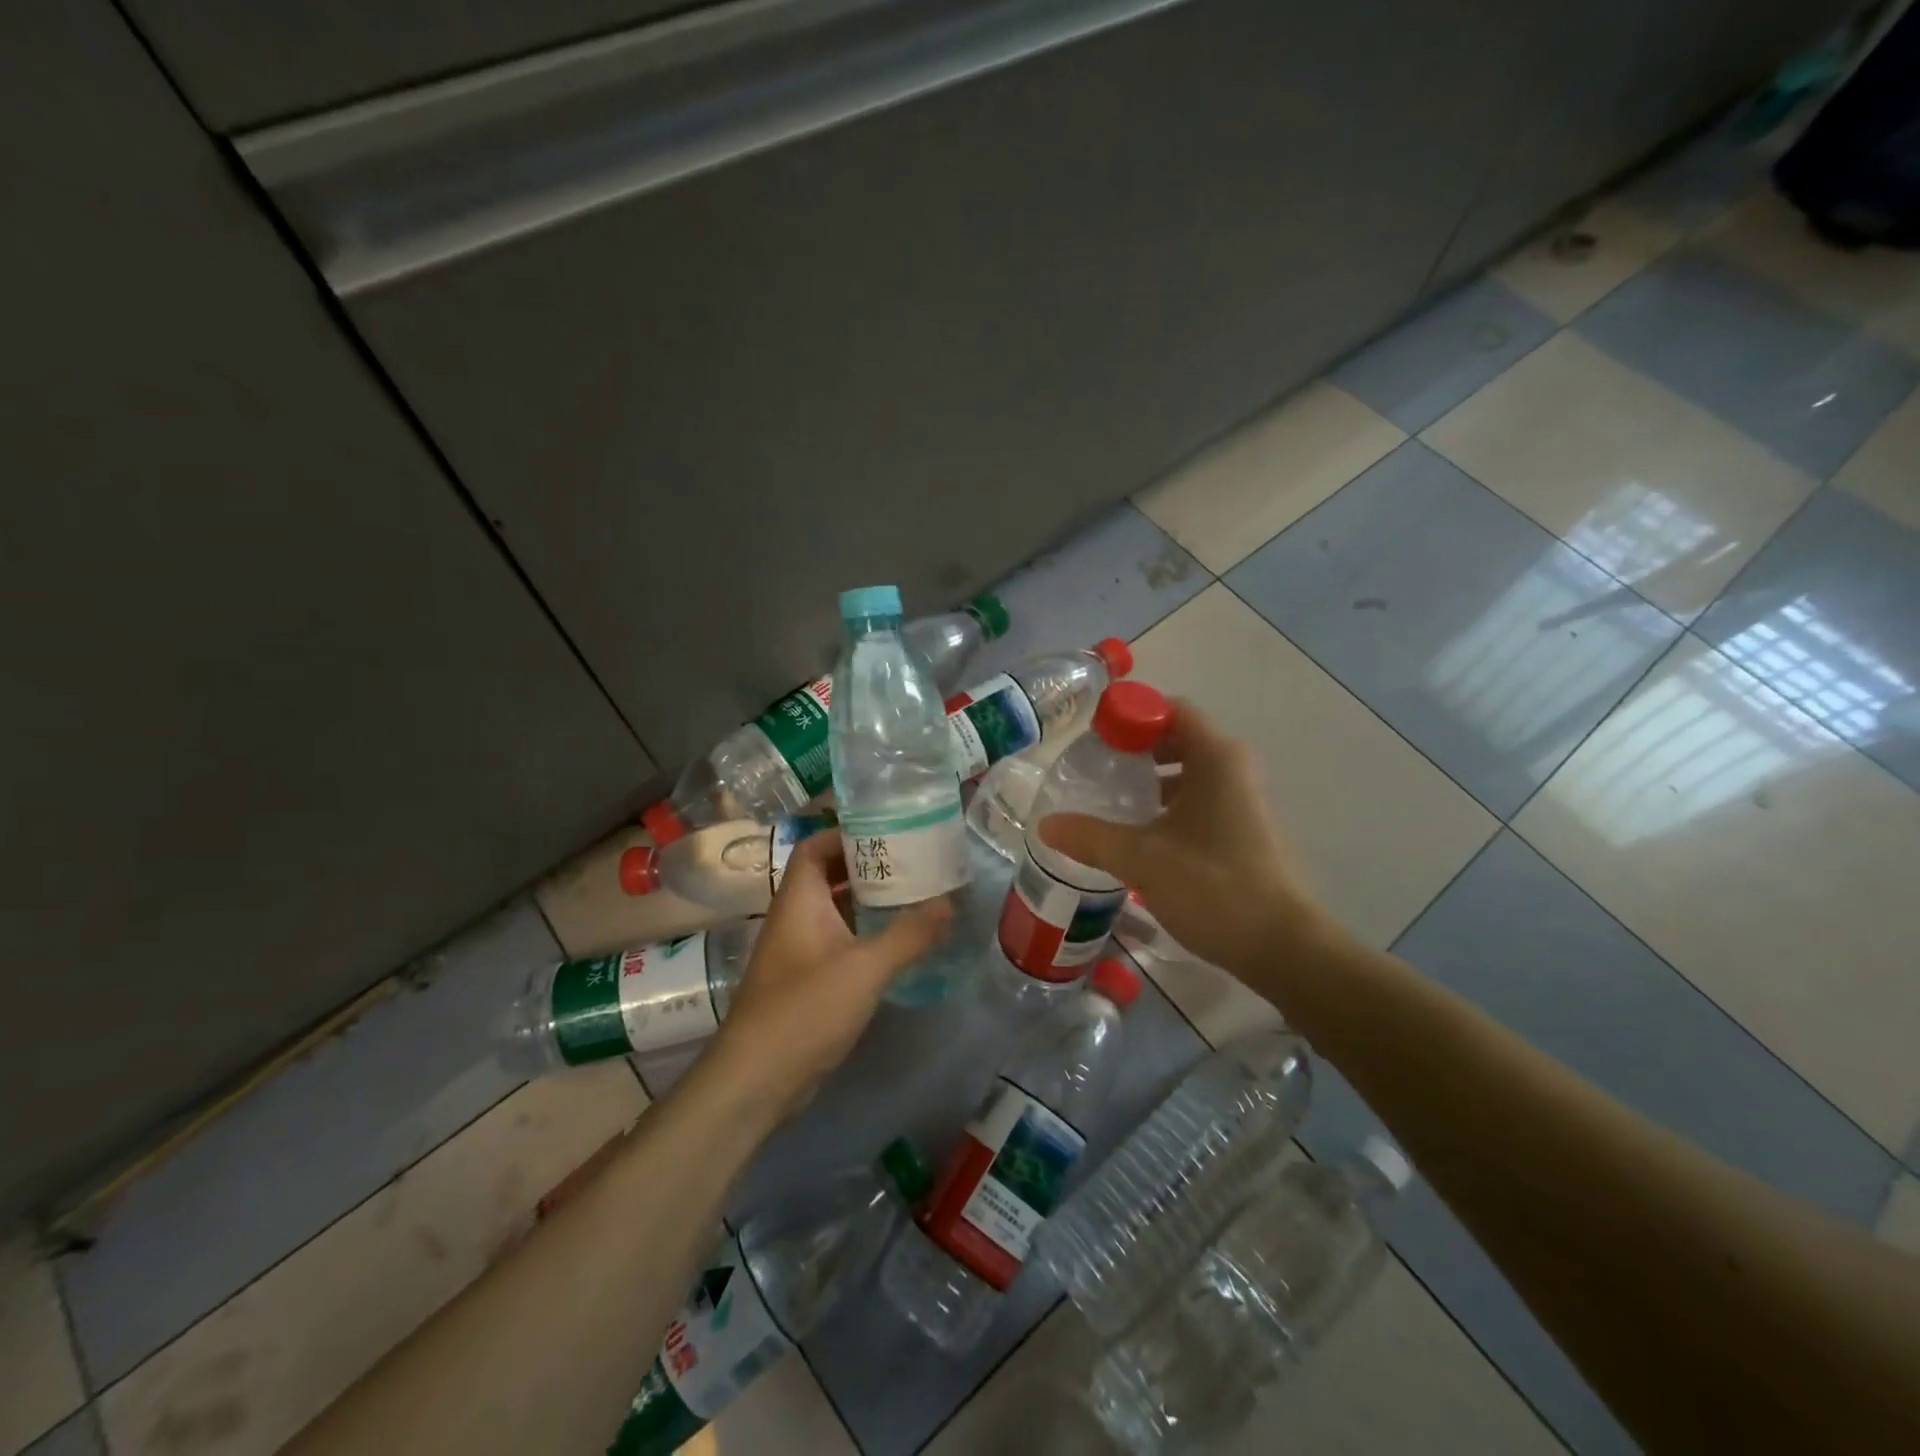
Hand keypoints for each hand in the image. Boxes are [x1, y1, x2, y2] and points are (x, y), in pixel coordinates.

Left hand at [707, 832, 951, 1114]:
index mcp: (798, 900)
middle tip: (911, 860)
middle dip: (866, 865)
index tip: (887, 830)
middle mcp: (794, 917)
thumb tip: (949, 904)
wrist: (757, 1079)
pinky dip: (863, 932)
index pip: (814, 847)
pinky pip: (837, 940)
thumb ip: (908, 935)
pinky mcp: (806, 980)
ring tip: (912, 894)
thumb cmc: (805, 1009)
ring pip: (833, 910)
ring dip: (867, 900)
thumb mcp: (864, 968)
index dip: (845, 833)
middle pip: (827, 876)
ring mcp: (798, 950)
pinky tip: (896, 941)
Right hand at [1038, 700, 1333, 974]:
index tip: (1093, 739)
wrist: (1284, 948)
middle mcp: (1234, 769)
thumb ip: (1091, 837)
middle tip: (1093, 771)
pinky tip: (1140, 837)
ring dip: (1149, 782)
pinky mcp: (1245, 830)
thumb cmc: (1214, 887)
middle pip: (1177, 739)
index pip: (1169, 709)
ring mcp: (1244, 800)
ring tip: (1109, 804)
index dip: (1129, 716)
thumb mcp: (1142, 860)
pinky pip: (1199, 801)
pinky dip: (1167, 807)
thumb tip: (1044, 824)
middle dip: (1134, 751)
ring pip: (1188, 774)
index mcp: (1216, 758)